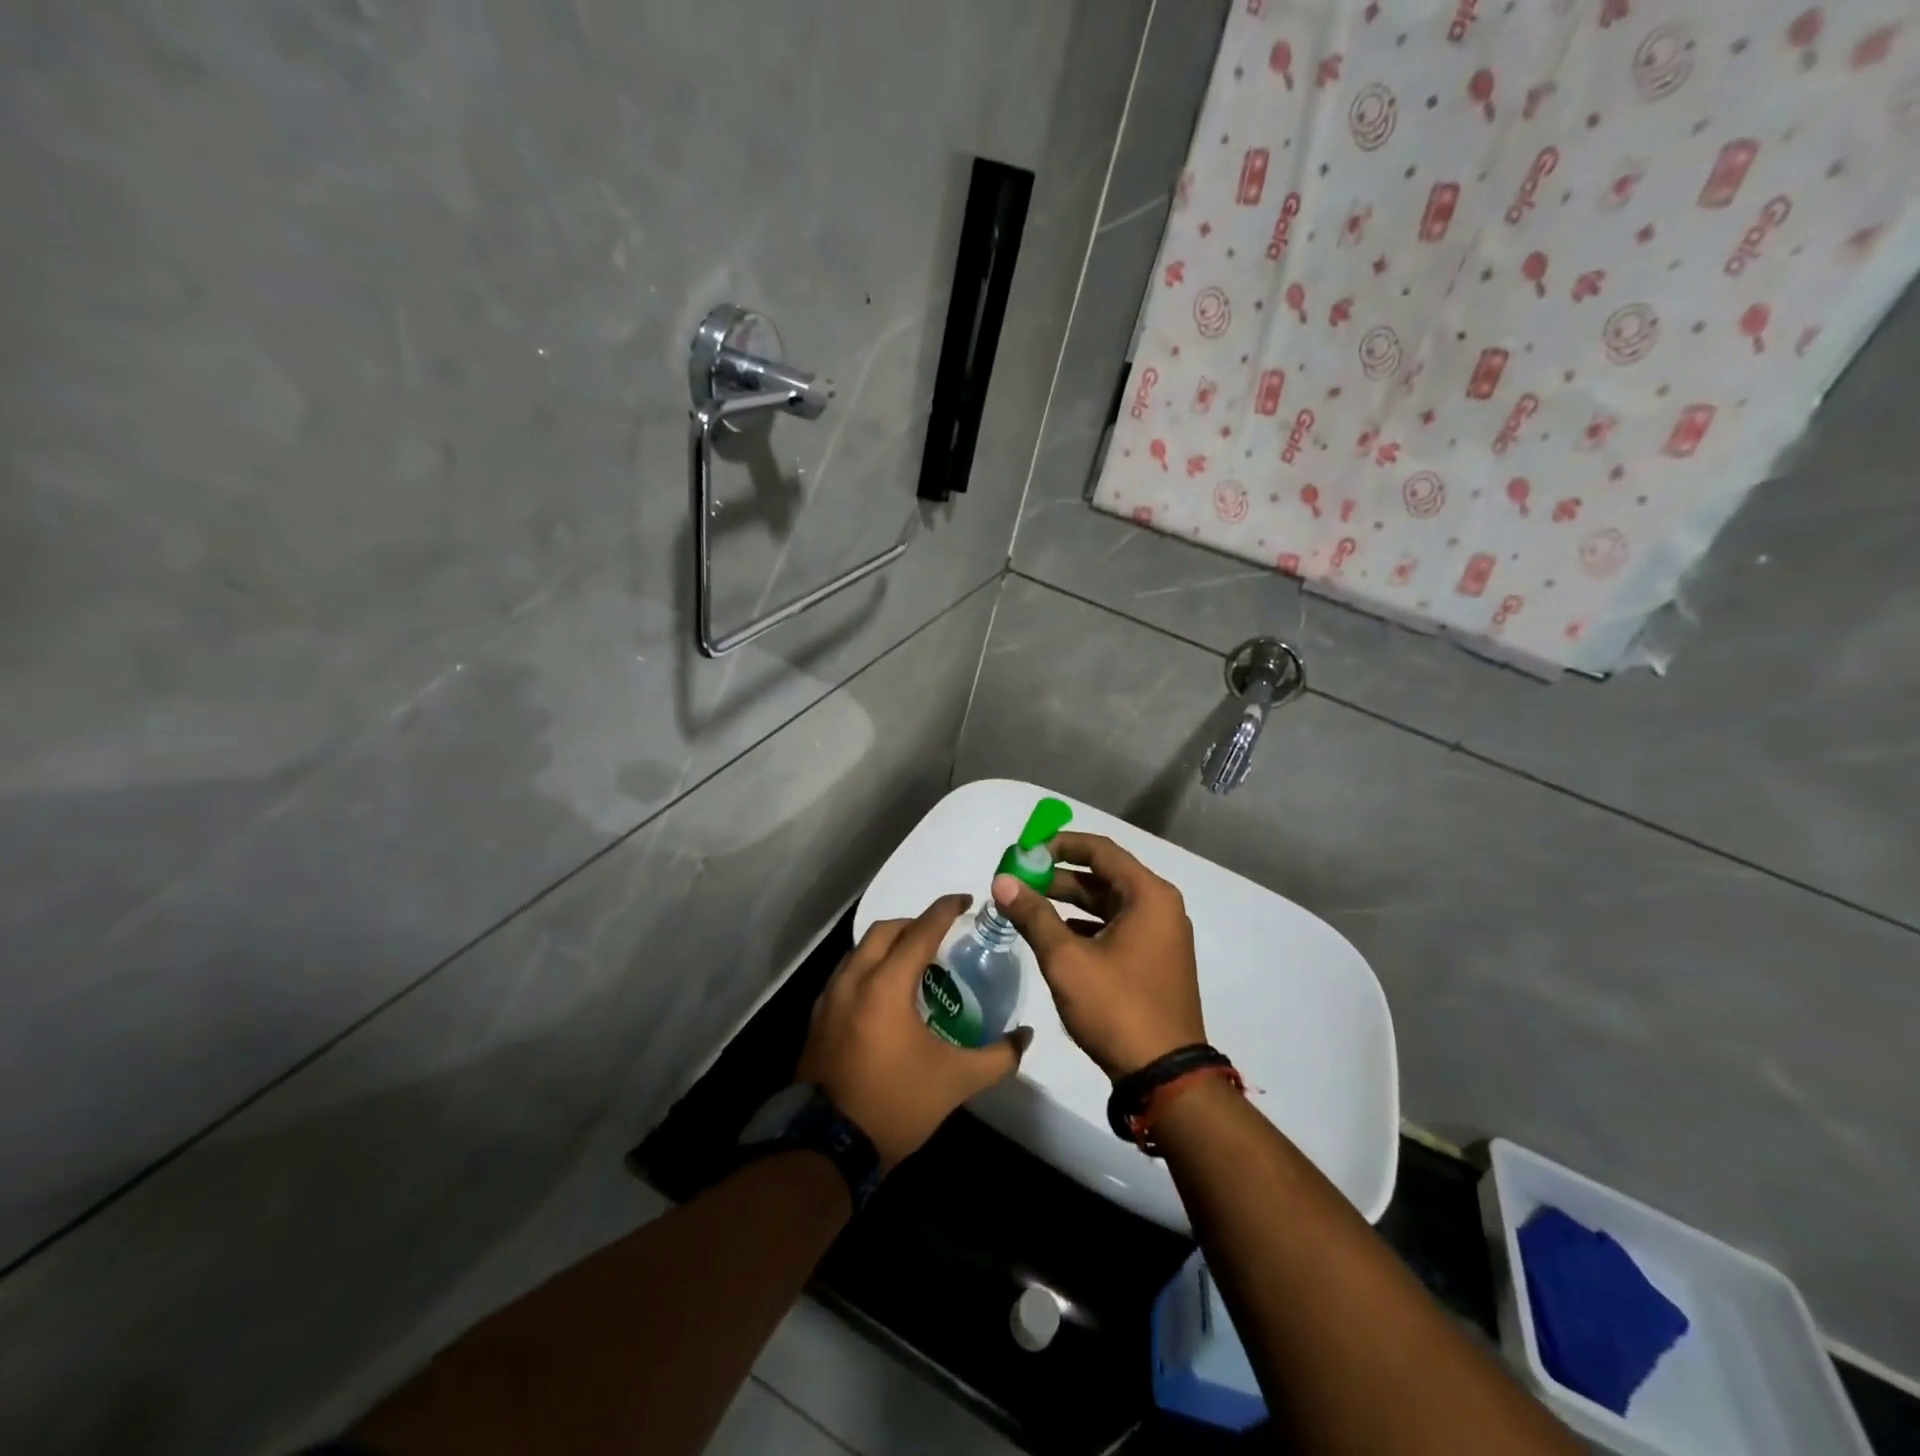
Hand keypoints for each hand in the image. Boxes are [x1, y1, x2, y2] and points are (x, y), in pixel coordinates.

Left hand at [797, 895, 1030, 1169]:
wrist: (828, 1148)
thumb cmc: (896, 1104)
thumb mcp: (956, 1082)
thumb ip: (997, 1056)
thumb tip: (1025, 1036)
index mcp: (886, 985)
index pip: (920, 931)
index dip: (945, 910)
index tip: (966, 900)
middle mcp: (854, 979)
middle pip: (885, 931)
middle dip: (914, 923)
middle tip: (941, 936)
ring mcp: (830, 998)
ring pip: (861, 950)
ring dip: (888, 945)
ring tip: (915, 964)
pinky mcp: (818, 1017)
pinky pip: (847, 974)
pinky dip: (869, 968)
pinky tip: (886, 995)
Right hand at [990, 831, 1204, 1079]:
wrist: (1164, 1076)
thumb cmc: (1116, 1007)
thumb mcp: (1066, 959)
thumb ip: (1033, 915)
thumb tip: (1002, 882)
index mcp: (1148, 895)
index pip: (1100, 850)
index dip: (1059, 844)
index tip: (1024, 850)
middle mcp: (1159, 907)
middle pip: (1104, 875)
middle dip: (1058, 875)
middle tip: (1018, 879)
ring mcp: (1160, 936)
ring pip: (1108, 904)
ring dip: (1069, 901)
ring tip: (1027, 904)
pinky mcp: (1154, 961)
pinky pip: (1116, 927)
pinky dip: (1085, 925)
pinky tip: (1054, 934)